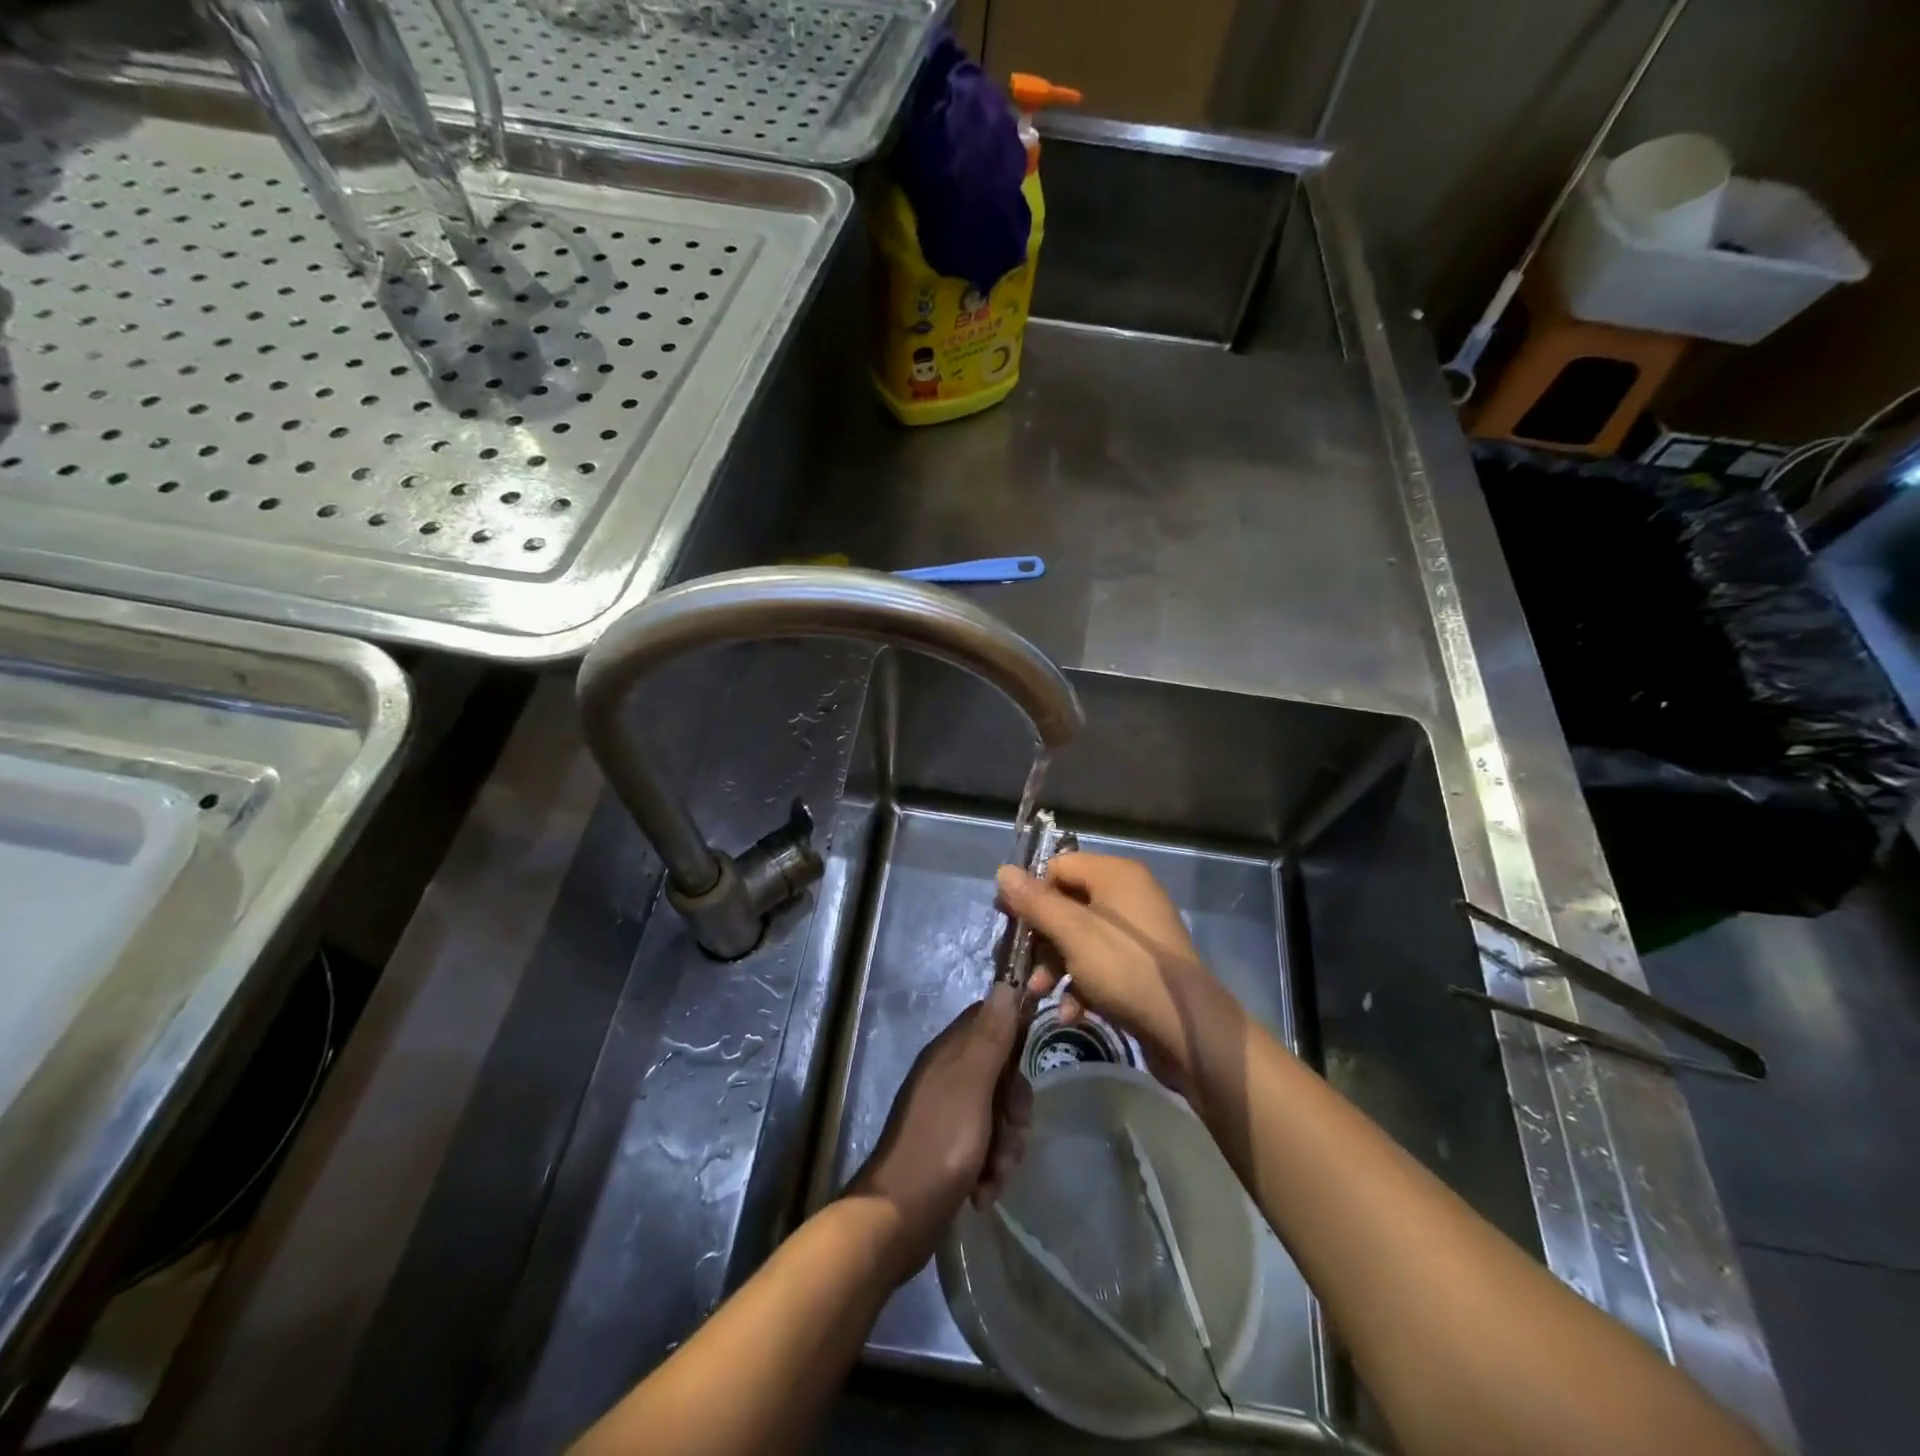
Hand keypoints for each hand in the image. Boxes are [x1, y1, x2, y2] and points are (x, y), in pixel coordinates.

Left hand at [848, 984, 1031, 1281]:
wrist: (898, 1219)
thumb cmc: (939, 1143)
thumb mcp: (972, 1084)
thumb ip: (990, 1036)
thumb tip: (1004, 983)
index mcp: (950, 1053)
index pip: (990, 1019)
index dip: (1015, 1035)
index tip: (1030, 1062)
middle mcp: (949, 1077)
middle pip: (1002, 1072)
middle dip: (1015, 1106)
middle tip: (1012, 1131)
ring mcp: (949, 1115)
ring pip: (999, 1114)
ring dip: (1006, 1145)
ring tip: (995, 1174)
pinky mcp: (952, 1151)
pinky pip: (987, 1147)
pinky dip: (991, 1169)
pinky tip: (984, 1191)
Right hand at [995, 852, 1236, 1086]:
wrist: (1188, 1031)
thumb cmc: (1126, 969)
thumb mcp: (1073, 933)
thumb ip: (1035, 902)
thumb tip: (1002, 871)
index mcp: (1115, 875)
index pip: (1060, 867)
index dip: (1031, 892)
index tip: (1009, 922)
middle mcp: (1128, 896)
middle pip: (1067, 904)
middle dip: (1041, 938)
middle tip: (1020, 963)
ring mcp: (1136, 934)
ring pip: (1079, 939)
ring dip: (1055, 966)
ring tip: (1039, 993)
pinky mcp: (1141, 967)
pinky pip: (1100, 965)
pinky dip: (1081, 985)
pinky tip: (1070, 1012)